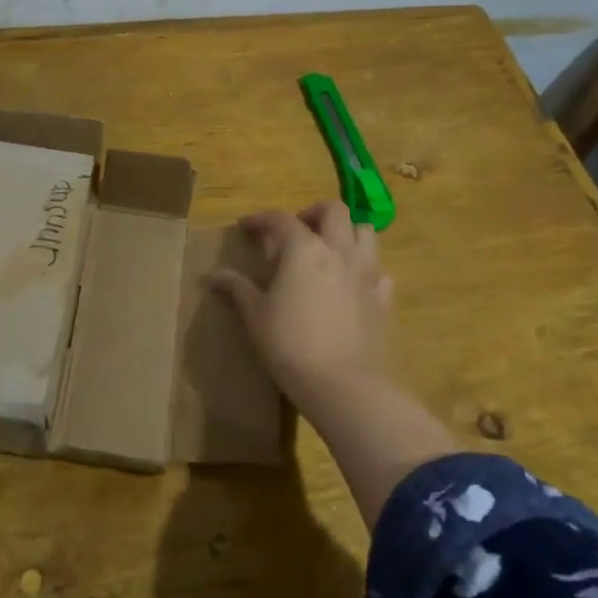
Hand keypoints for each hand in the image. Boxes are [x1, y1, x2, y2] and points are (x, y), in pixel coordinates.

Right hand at [209, 201, 393, 411]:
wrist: (345, 386)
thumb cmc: (291, 345)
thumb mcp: (255, 316)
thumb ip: (238, 289)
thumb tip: (214, 275)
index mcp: (304, 249)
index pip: (280, 219)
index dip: (261, 219)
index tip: (246, 227)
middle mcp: (339, 251)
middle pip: (333, 211)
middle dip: (312, 213)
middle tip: (296, 231)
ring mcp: (367, 274)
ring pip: (366, 232)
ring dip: (346, 232)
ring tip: (328, 250)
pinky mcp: (383, 300)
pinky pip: (379, 272)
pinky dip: (365, 270)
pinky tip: (352, 285)